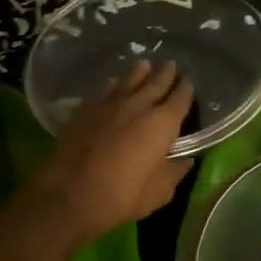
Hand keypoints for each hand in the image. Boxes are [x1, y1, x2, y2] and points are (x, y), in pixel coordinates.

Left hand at [31, 60, 193, 241]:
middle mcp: (138, 106)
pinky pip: (103, 91)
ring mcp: (109, 105)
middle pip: (155, 83)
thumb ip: (173, 173)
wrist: (70, 194)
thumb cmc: (122, 196)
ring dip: (139, 72)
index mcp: (162, 124)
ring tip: (144, 64)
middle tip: (171, 64)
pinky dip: (112, 85)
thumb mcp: (158, 193)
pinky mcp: (85, 110)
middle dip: (165, 73)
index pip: (180, 100)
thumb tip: (185, 162)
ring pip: (128, 81)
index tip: (189, 82)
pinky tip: (112, 84)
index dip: (185, 90)